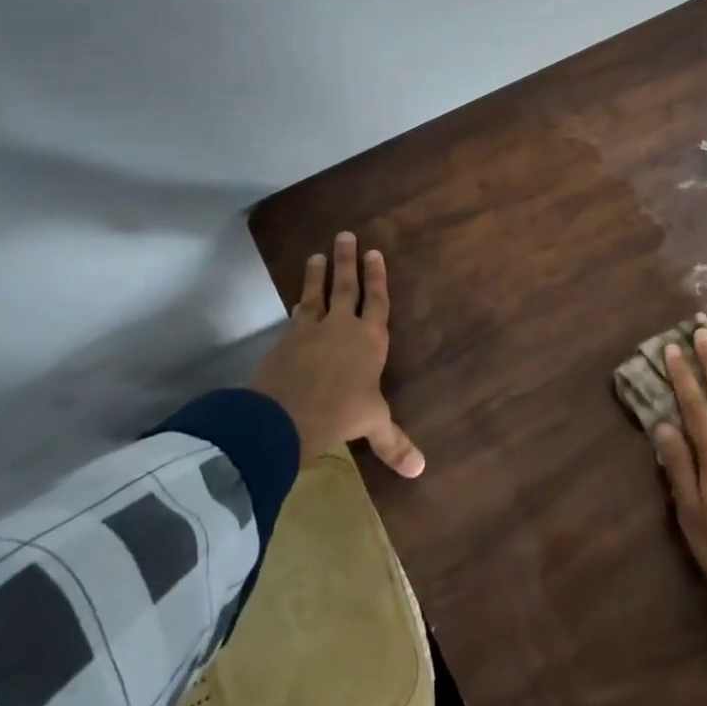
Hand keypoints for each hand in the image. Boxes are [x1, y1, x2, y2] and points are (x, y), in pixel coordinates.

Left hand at [247, 232, 424, 476]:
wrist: (286, 415)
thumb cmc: (341, 413)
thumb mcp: (371, 425)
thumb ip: (393, 442)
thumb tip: (420, 470)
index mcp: (370, 340)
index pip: (377, 301)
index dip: (377, 277)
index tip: (374, 252)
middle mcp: (342, 327)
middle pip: (346, 287)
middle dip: (347, 261)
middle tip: (345, 235)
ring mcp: (311, 330)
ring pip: (317, 294)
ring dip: (317, 274)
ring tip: (315, 254)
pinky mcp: (285, 340)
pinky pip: (295, 316)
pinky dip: (298, 305)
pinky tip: (297, 301)